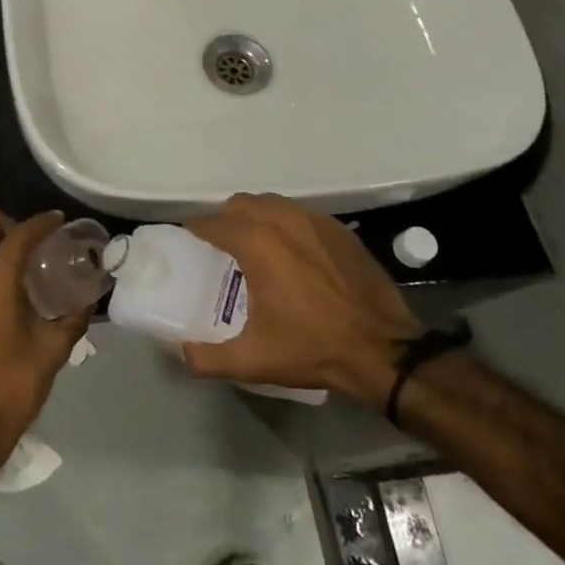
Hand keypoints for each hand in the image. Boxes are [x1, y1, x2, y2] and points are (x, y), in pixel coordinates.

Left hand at [0, 207, 90, 472]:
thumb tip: (90, 297)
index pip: (20, 233)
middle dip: (9, 222)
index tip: (59, 220)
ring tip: (19, 259)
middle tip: (34, 241)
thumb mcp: (53, 348)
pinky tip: (1, 281)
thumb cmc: (14, 385)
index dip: (42, 222)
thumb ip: (74, 315)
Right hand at [181, 194, 422, 406]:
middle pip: (241, 204)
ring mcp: (316, 221)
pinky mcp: (340, 230)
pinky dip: (286, 222)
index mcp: (257, 244)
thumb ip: (206, 358)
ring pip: (272, 203)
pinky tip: (290, 249)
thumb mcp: (253, 360)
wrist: (384, 349)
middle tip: (220, 242)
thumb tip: (180, 351)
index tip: (189, 238)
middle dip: (225, 217)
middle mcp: (283, 221)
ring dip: (256, 216)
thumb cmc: (313, 348)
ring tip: (253, 242)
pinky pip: (301, 213)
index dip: (196, 228)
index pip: (213, 223)